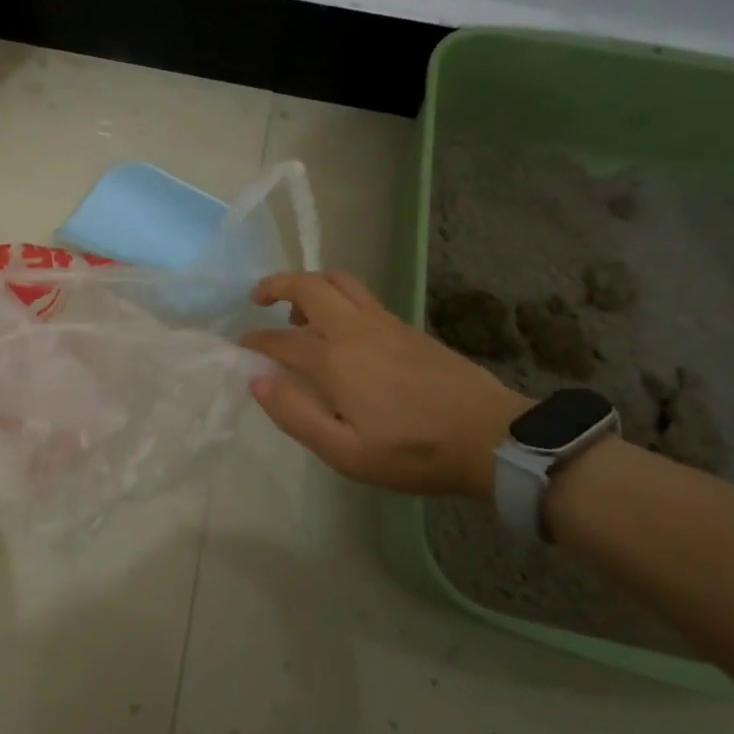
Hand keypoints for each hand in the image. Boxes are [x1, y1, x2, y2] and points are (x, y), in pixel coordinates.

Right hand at [242, 270, 528, 499]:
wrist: (490, 437)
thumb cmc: (413, 452)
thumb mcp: (345, 452)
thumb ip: (295, 415)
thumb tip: (257, 381)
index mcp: (334, 359)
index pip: (280, 339)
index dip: (255, 341)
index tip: (242, 347)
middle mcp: (355, 329)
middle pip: (309, 285)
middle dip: (277, 284)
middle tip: (259, 300)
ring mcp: (385, 323)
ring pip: (339, 281)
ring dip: (311, 286)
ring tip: (299, 313)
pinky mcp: (407, 327)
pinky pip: (362, 296)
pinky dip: (338, 297)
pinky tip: (341, 330)